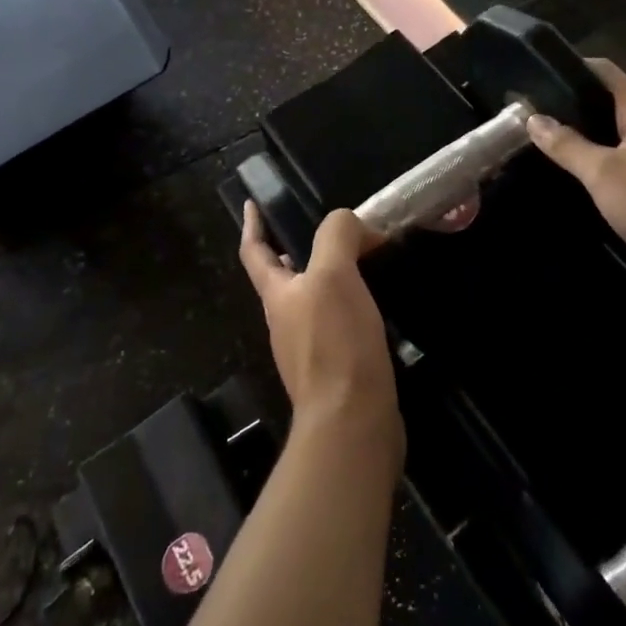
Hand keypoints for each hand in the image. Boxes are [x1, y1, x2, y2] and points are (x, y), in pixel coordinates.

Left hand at [239, 205, 403, 468]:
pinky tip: (374, 304)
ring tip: (359, 261)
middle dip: (296, 251)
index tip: (251, 203)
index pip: (254, 252)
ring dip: (328, 278)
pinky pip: (338, 325)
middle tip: (326, 232)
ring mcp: (308, 350)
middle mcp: (286, 321)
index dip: (252, 226)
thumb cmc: (335, 343)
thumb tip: (353, 224)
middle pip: (283, 278)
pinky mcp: (336, 370)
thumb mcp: (333, 274)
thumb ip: (336, 237)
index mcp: (277, 296)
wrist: (352, 421)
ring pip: (312, 302)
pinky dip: (350, 305)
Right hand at [525, 58, 625, 279]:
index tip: (541, 74)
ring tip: (553, 143)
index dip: (577, 68)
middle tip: (537, 114)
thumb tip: (533, 118)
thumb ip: (567, 145)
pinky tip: (586, 177)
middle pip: (615, 104)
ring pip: (623, 136)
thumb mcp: (603, 174)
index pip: (609, 74)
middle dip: (578, 107)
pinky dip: (607, 162)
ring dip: (592, 137)